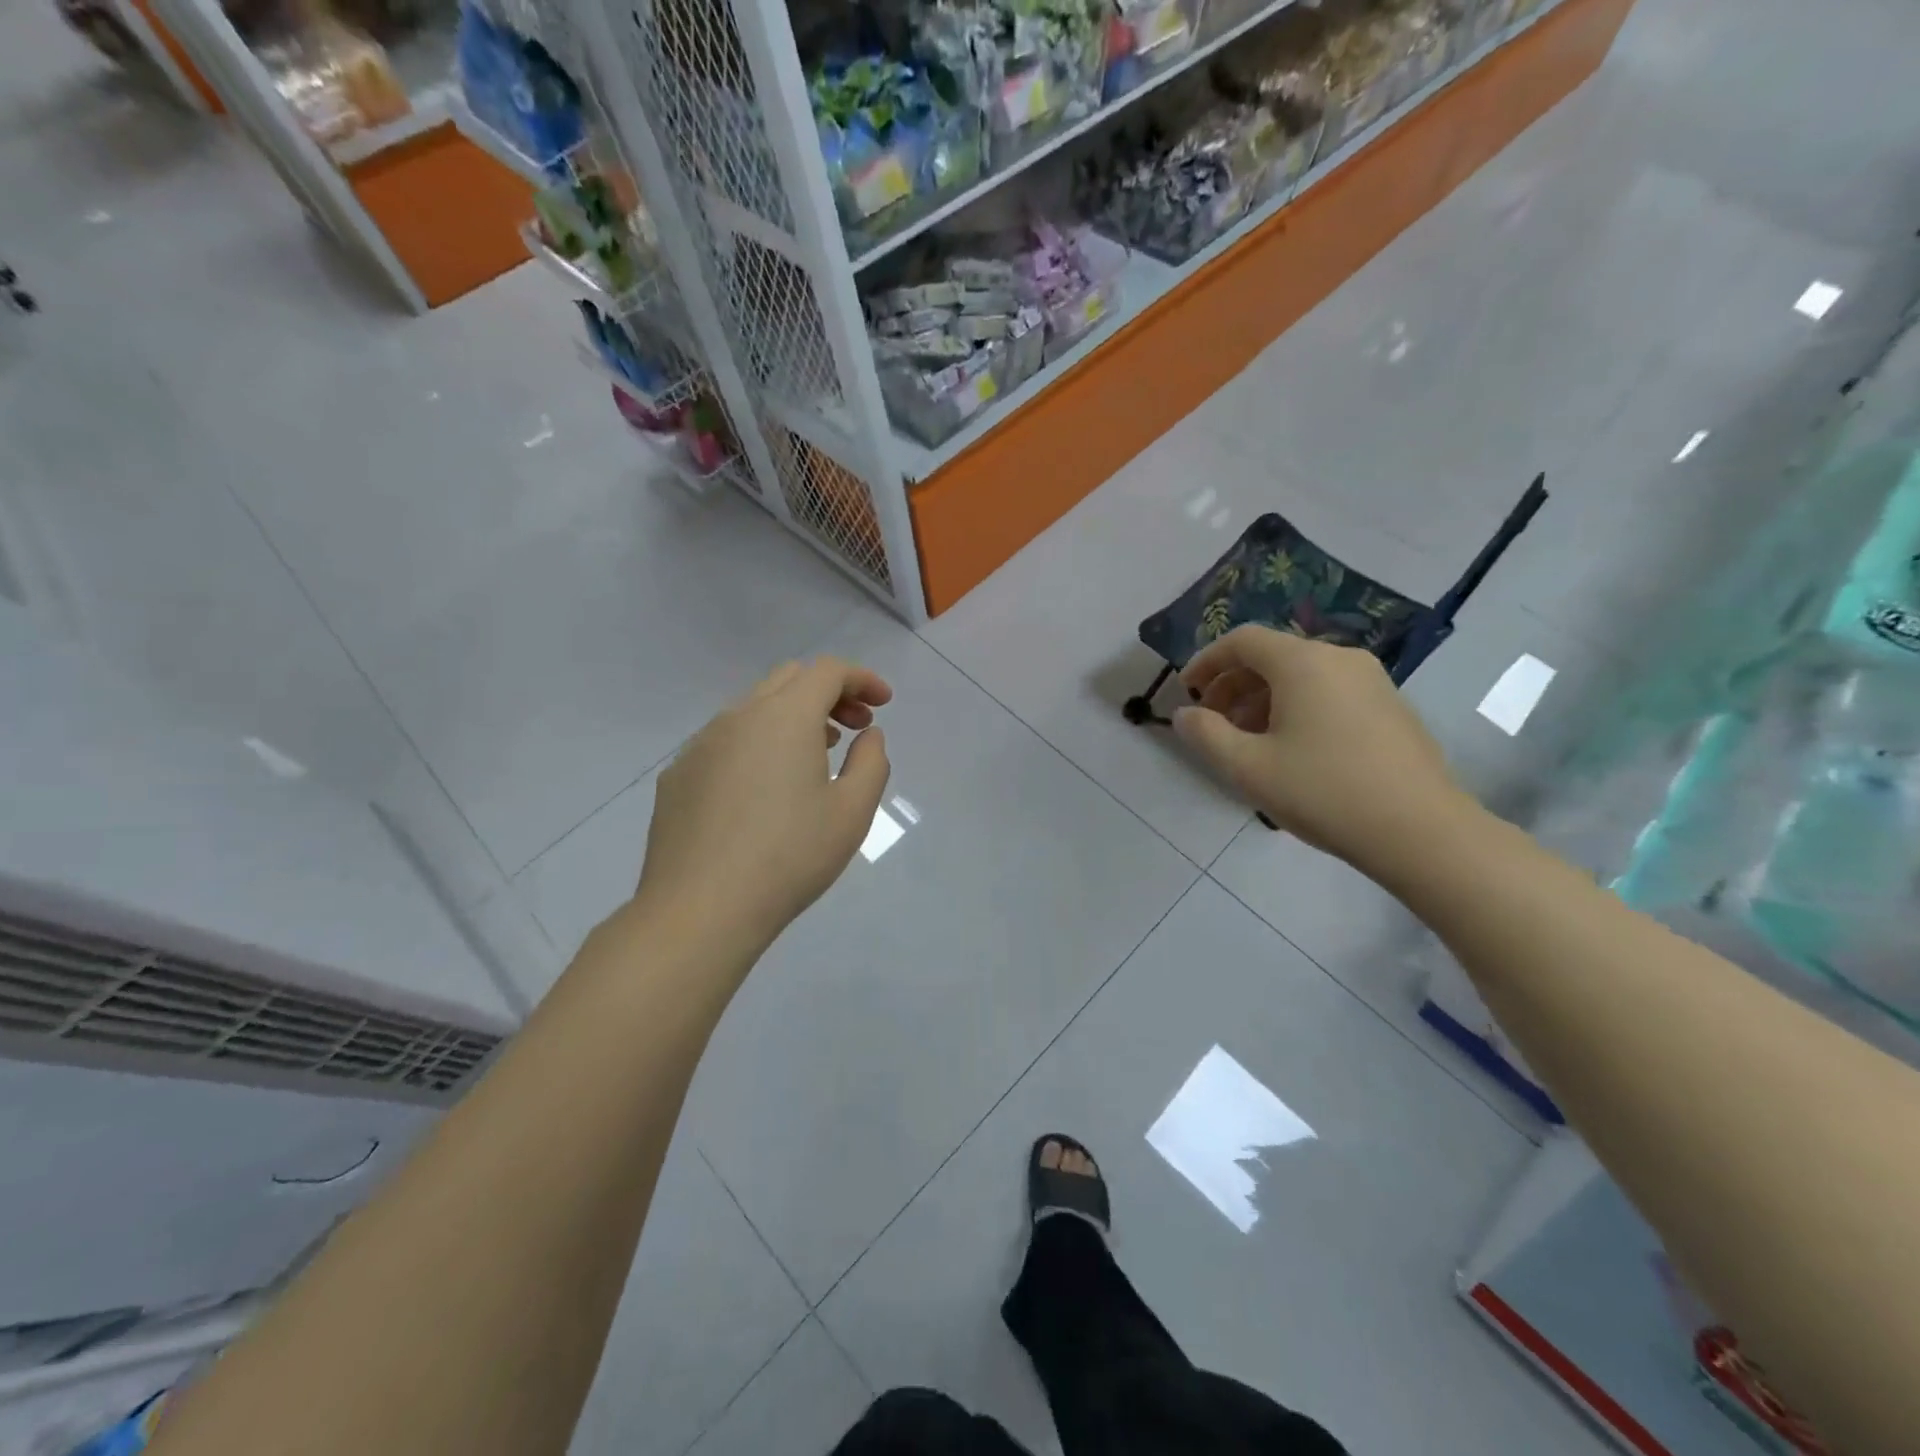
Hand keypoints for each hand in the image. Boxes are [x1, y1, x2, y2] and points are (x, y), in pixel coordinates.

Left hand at [637, 658, 891, 948]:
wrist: (699, 909)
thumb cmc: (789, 858)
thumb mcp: (852, 812)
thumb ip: (871, 762)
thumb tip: (868, 735)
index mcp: (785, 717)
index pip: (827, 671)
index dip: (861, 679)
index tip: (884, 703)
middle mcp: (738, 716)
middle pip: (789, 679)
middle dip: (829, 693)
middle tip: (855, 727)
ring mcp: (701, 744)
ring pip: (754, 708)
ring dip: (792, 718)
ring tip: (815, 756)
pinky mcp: (678, 775)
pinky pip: (725, 741)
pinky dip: (757, 744)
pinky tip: (764, 790)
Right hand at [1172, 625, 1470, 866]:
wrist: (1421, 831)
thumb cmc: (1323, 792)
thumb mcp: (1247, 767)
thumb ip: (1205, 734)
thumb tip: (1184, 714)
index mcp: (1303, 663)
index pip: (1243, 640)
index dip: (1207, 661)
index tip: (1186, 691)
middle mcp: (1339, 659)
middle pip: (1273, 656)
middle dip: (1233, 685)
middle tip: (1212, 722)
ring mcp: (1372, 681)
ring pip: (1302, 676)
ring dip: (1264, 699)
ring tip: (1248, 742)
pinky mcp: (1391, 707)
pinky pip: (1330, 693)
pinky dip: (1298, 708)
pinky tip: (1292, 751)